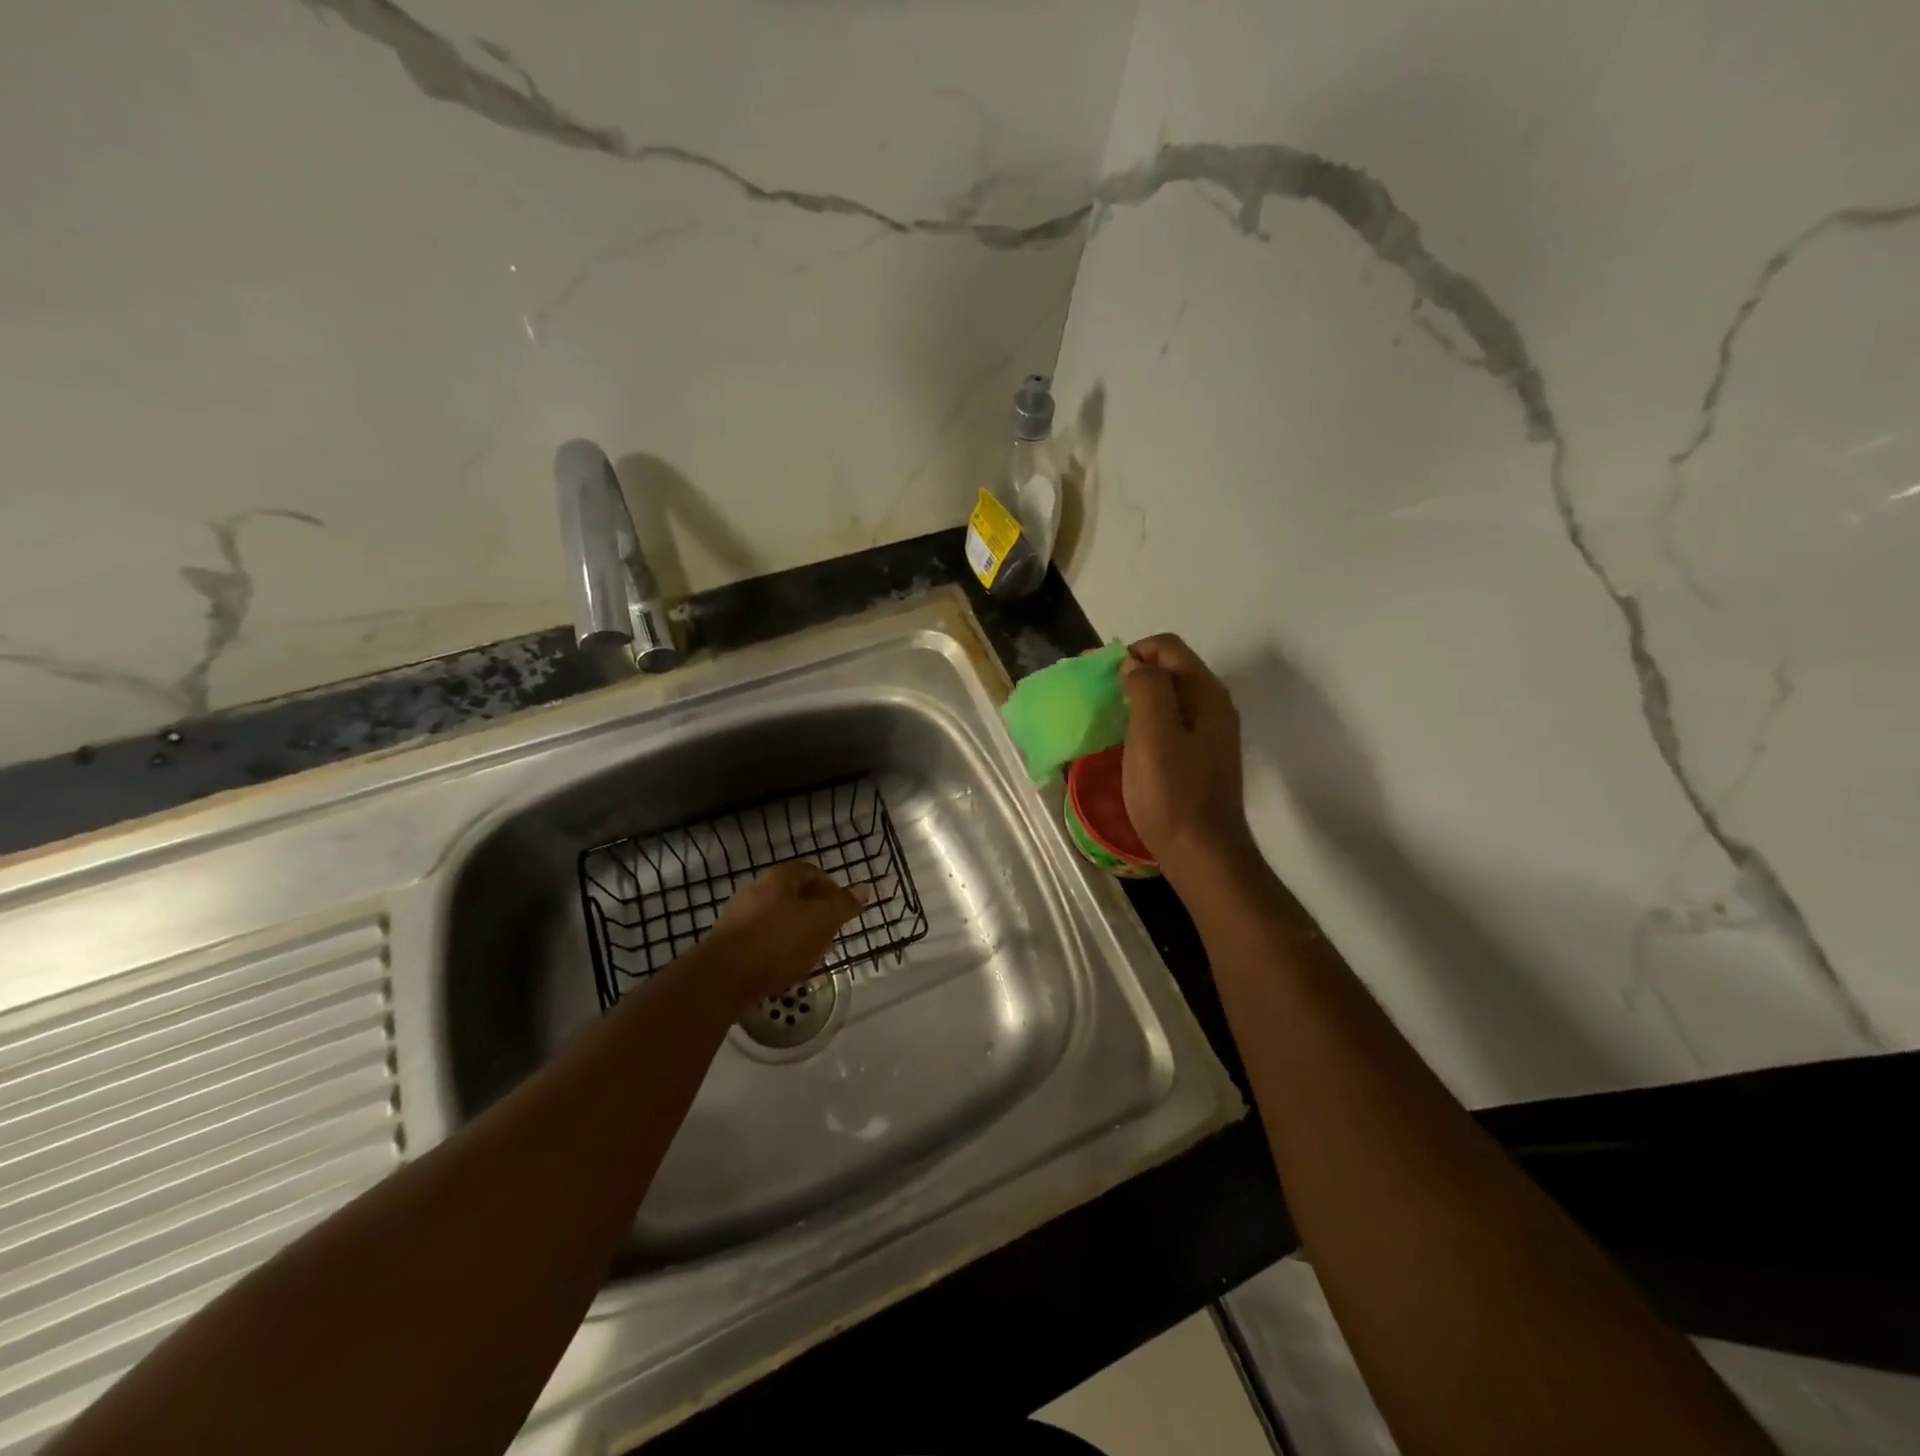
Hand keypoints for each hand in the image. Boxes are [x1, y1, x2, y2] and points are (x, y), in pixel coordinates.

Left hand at [698, 861, 864, 1007]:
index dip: (831, 888)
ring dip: (796, 933)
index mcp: (779, 878)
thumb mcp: (821, 921)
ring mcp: (738, 916)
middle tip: (829, 935)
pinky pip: (760, 939)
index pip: (811, 871)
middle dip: (815, 913)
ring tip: (810, 956)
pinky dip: (776, 949)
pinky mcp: (728, 942)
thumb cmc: (778, 942)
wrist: (722, 978)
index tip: (842, 911)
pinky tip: (784, 968)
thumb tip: (864, 888)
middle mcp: (756, 890)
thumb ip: (844, 905)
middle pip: (793, 895)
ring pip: (777, 918)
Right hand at [1120, 634, 1253, 875]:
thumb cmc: (1173, 793)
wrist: (1202, 854)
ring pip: (1169, 699)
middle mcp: (1213, 707)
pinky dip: (1144, 722)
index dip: (1131, 652)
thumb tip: (1135, 665)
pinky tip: (1124, 742)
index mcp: (1206, 694)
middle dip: (1131, 672)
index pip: (1168, 648)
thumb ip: (1147, 689)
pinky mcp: (1200, 759)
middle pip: (1170, 670)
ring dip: (1136, 698)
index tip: (1097, 675)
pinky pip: (1170, 725)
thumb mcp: (1154, 735)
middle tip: (1095, 693)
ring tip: (1104, 715)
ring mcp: (1209, 735)